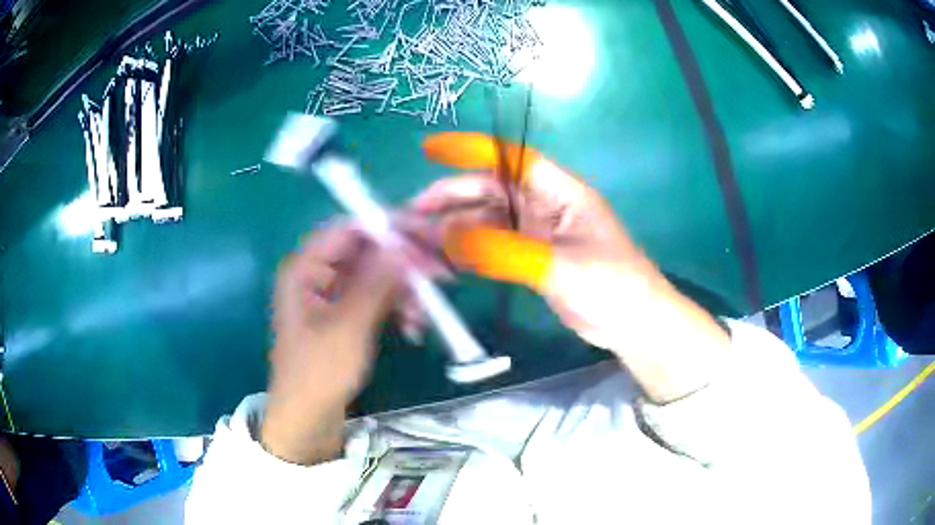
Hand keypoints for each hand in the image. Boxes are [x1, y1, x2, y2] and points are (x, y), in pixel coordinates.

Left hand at [262, 224, 404, 464]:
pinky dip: (395, 307)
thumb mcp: (349, 327)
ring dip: (403, 290)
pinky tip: (413, 326)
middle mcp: (317, 274)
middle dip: (402, 264)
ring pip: (375, 275)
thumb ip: (376, 283)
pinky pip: (375, 297)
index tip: (426, 236)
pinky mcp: (344, 315)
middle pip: (366, 251)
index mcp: (305, 268)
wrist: (308, 420)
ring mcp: (331, 295)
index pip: (349, 229)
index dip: (388, 228)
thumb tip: (403, 245)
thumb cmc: (319, 373)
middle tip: (440, 274)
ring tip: (423, 315)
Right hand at [413, 132, 730, 402]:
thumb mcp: (561, 266)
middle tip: (411, 216)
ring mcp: (534, 233)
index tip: (430, 150)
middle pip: (489, 190)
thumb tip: (449, 238)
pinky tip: (443, 261)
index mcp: (559, 192)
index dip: (471, 150)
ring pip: (484, 221)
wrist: (632, 325)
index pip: (511, 159)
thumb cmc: (612, 285)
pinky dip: (465, 252)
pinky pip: (489, 247)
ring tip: (417, 243)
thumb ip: (505, 252)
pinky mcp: (528, 258)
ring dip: (452, 229)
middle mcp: (543, 205)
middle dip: (450, 198)